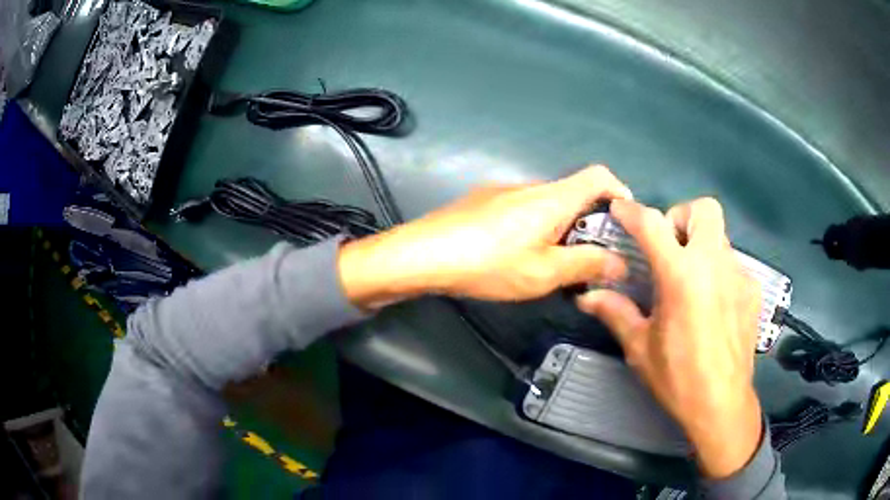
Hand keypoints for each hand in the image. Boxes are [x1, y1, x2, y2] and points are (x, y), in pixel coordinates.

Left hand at [337, 165, 632, 306]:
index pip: (598, 175)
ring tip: (553, 264)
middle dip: (589, 222)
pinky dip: (535, 228)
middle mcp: (530, 186)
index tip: (625, 219)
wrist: (422, 254)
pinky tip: (517, 256)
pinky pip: (522, 210)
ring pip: (546, 204)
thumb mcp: (544, 273)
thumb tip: (620, 262)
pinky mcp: (483, 202)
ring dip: (560, 228)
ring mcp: (503, 192)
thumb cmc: (489, 263)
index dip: (619, 190)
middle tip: (589, 258)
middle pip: (573, 193)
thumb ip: (586, 264)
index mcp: (553, 198)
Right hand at [576, 198, 762, 478]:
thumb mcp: (640, 347)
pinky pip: (733, 264)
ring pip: (720, 237)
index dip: (632, 212)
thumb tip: (586, 297)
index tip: (620, 209)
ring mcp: (738, 275)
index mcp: (681, 275)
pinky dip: (718, 272)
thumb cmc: (677, 378)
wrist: (722, 403)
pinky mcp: (752, 291)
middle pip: (703, 209)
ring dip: (701, 246)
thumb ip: (616, 312)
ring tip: (690, 281)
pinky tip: (712, 304)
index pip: (653, 224)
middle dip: (681, 218)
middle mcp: (714, 264)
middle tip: (670, 247)